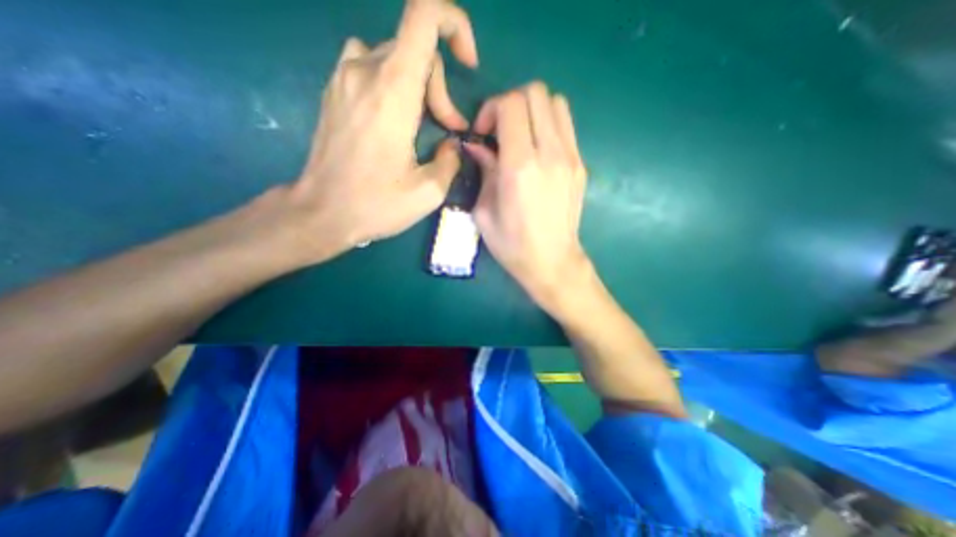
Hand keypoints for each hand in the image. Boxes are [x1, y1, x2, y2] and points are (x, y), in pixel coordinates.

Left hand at [277, 0, 482, 263]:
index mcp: (393, 91)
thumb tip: (451, 144)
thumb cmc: (375, 204)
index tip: (467, 63)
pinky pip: (371, 65)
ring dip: (418, 86)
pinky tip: (395, 118)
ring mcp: (343, 77)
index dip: (454, 24)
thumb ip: (451, 160)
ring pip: (394, 56)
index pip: (424, 15)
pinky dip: (393, 84)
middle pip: (416, 49)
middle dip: (440, 88)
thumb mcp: (429, 192)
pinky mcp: (334, 90)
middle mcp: (364, 70)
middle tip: (447, 130)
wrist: (321, 212)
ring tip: (421, 125)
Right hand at [465, 82, 591, 310]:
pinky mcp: (581, 165)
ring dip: (533, 110)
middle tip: (500, 131)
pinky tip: (537, 150)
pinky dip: (548, 125)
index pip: (510, 104)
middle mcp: (549, 154)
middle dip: (510, 103)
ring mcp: (571, 158)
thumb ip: (483, 171)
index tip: (483, 134)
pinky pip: (566, 126)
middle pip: (535, 92)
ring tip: (520, 137)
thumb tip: (477, 146)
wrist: (552, 262)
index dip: (491, 109)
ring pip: (556, 102)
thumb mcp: (484, 212)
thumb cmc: (512, 245)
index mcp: (520, 167)